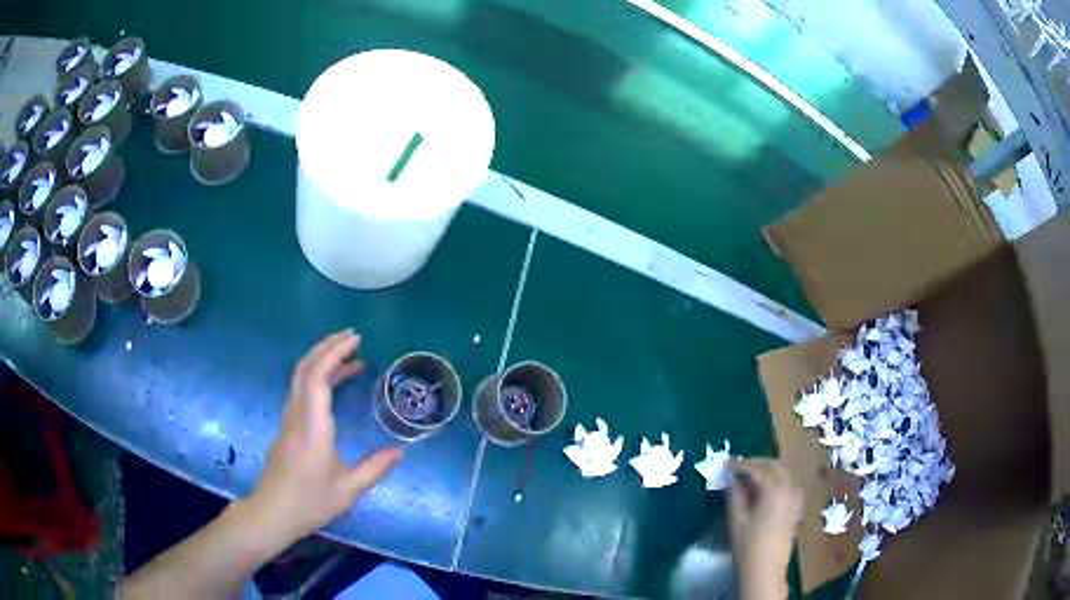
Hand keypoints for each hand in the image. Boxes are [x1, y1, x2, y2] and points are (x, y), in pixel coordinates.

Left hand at [246, 330, 403, 546]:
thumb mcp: (349, 490)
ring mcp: (288, 419)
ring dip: (322, 360)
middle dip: (327, 346)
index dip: (335, 353)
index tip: (356, 341)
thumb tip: (401, 451)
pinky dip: (317, 377)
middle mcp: (297, 415)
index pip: (318, 377)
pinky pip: (300, 391)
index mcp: (312, 426)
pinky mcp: (286, 427)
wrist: (272, 513)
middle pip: (305, 368)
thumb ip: (375, 468)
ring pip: (300, 378)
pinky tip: (333, 387)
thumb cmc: (310, 502)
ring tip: (350, 359)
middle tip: (353, 338)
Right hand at [727, 458, 801, 599]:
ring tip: (749, 478)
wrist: (765, 570)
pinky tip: (765, 490)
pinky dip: (777, 480)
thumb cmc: (748, 546)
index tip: (727, 464)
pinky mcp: (797, 507)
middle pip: (775, 466)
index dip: (741, 465)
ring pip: (784, 473)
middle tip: (738, 468)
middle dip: (757, 464)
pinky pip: (789, 484)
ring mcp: (796, 498)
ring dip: (768, 471)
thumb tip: (730, 478)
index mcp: (774, 490)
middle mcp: (789, 489)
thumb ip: (734, 495)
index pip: (758, 469)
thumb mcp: (736, 520)